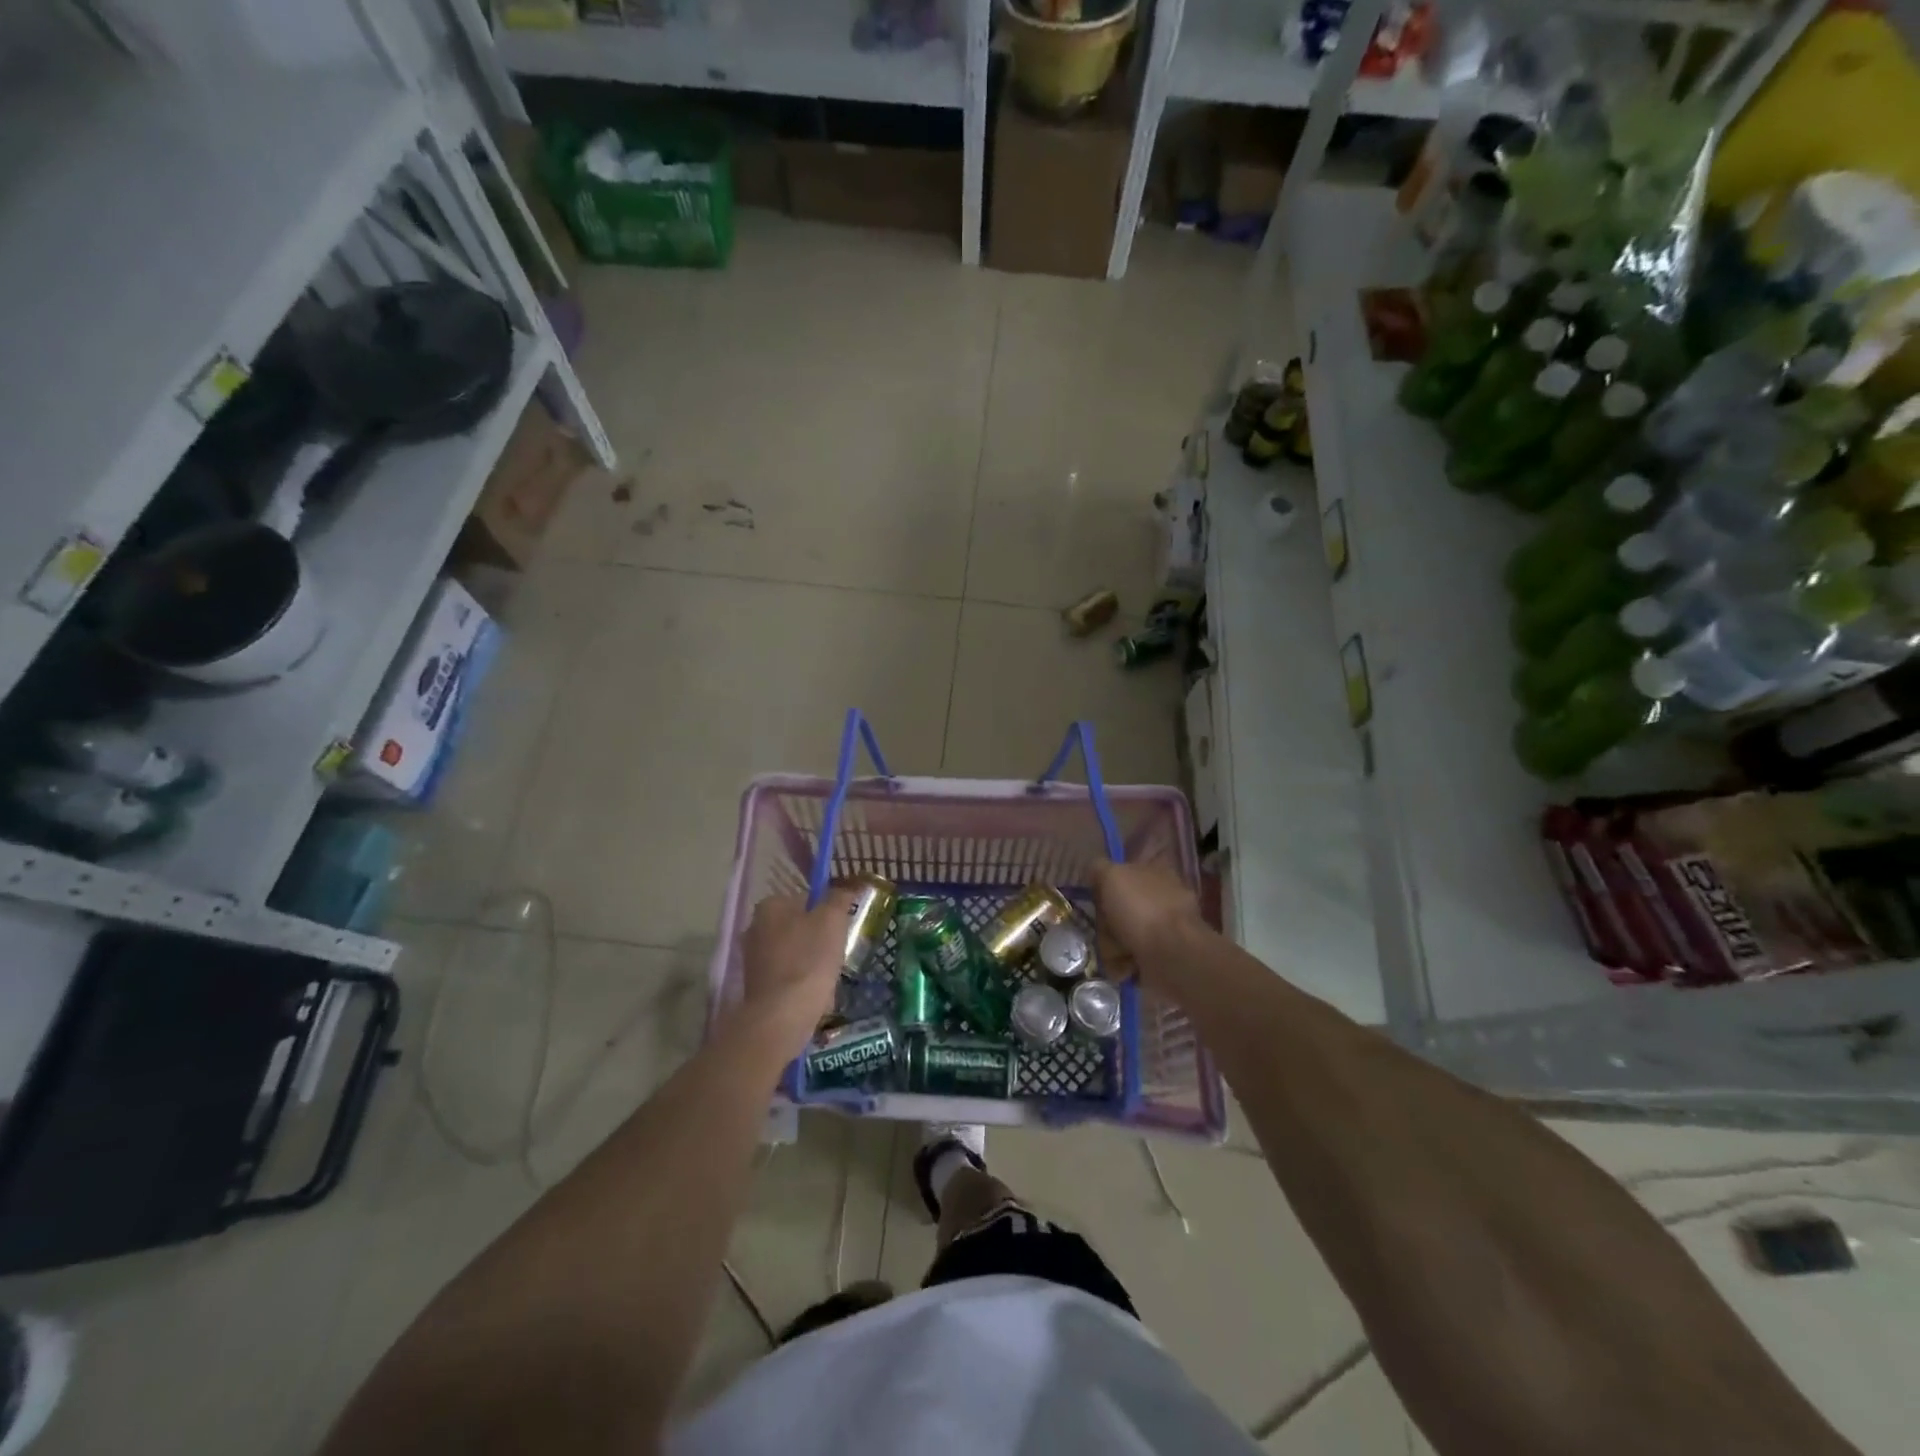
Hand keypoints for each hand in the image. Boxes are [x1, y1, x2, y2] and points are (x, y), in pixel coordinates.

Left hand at [735, 889, 852, 1045]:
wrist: (782, 1015)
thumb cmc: (809, 959)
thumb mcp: (833, 919)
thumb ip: (839, 898)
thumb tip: (844, 889)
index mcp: (769, 905)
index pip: (806, 898)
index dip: (828, 911)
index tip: (841, 928)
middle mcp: (754, 928)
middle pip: (800, 926)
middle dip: (820, 939)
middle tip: (838, 952)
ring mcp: (753, 959)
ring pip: (796, 953)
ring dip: (814, 962)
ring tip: (829, 978)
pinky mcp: (757, 986)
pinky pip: (789, 976)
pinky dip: (803, 983)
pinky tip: (816, 996)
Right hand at [1090, 859, 1204, 983]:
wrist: (1173, 956)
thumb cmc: (1142, 909)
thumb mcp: (1112, 875)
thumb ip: (1100, 869)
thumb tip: (1095, 870)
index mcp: (1156, 872)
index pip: (1124, 873)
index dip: (1107, 884)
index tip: (1096, 896)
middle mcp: (1162, 899)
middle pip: (1120, 907)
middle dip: (1106, 920)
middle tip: (1104, 927)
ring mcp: (1164, 929)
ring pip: (1123, 934)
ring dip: (1112, 944)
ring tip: (1115, 951)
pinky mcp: (1162, 957)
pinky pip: (1131, 958)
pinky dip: (1123, 963)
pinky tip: (1124, 965)